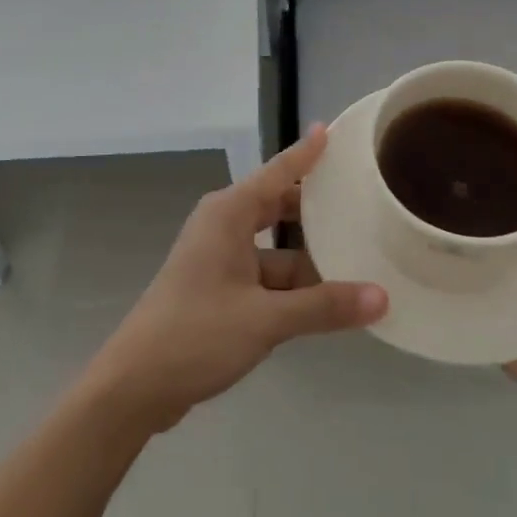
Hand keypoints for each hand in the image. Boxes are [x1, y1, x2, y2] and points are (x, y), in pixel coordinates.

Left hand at [83, 126, 387, 432]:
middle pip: (279, 207)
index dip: (307, 152)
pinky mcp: (218, 289)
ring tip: (359, 261)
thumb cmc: (196, 334)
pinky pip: (265, 275)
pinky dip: (292, 286)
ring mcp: (219, 259)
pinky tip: (326, 302)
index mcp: (229, 213)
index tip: (334, 130)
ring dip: (309, 260)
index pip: (278, 172)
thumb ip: (324, 306)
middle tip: (362, 203)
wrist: (134, 385)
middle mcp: (223, 226)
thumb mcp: (266, 319)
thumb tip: (382, 297)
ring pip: (276, 249)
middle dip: (317, 210)